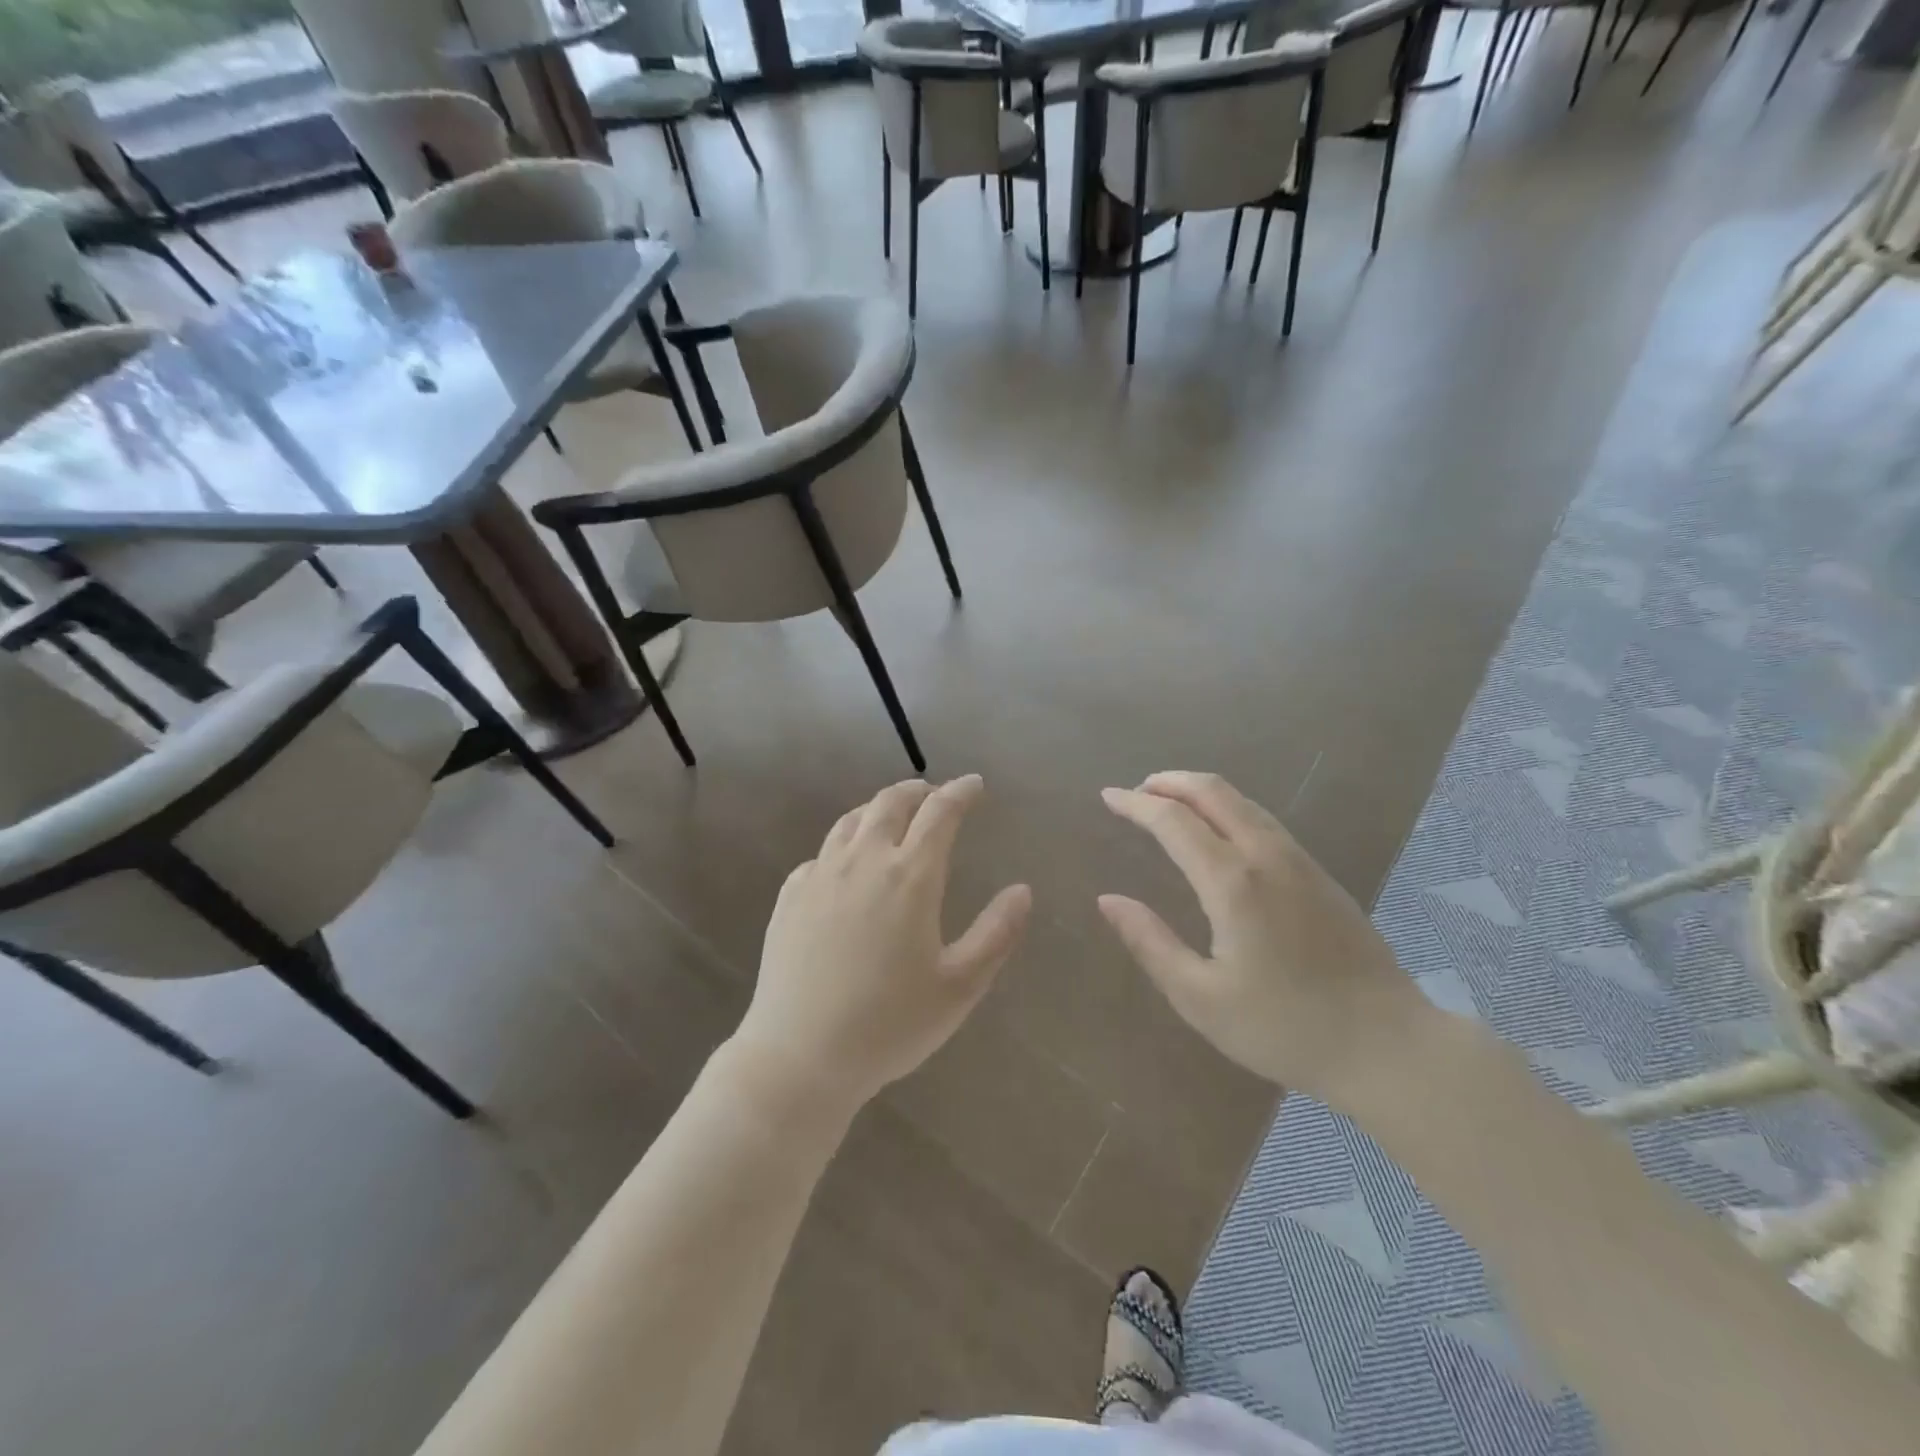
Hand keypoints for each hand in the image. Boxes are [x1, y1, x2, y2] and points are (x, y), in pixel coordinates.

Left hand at [731, 776, 1031, 1116]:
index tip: (974, 784)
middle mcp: (863, 861)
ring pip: (851, 821)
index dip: (961, 792)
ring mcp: (820, 875)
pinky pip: (821, 853)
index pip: (940, 813)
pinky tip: (847, 865)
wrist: (800, 1056)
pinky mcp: (789, 896)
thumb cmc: (889, 1025)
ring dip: (878, 808)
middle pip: (890, 803)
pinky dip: (844, 844)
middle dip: (918, 790)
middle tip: (934, 794)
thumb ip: (997, 934)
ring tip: (893, 817)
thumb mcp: (960, 986)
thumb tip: (1023, 891)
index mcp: (910, 877)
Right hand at [1098, 772, 1433, 1106]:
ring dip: (1200, 792)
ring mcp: (1300, 861)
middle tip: (1136, 791)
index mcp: (1233, 883)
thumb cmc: (1285, 1028)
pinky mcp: (1321, 875)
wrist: (1389, 1047)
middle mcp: (1267, 856)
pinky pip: (1264, 820)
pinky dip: (1228, 809)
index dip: (1136, 804)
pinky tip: (1218, 832)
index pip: (1174, 821)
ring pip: (1243, 802)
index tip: (1108, 796)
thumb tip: (1108, 900)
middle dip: (1170, 782)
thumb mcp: (1200, 998)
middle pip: (1214, 792)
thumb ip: (1150, 943)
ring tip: (1169, 803)